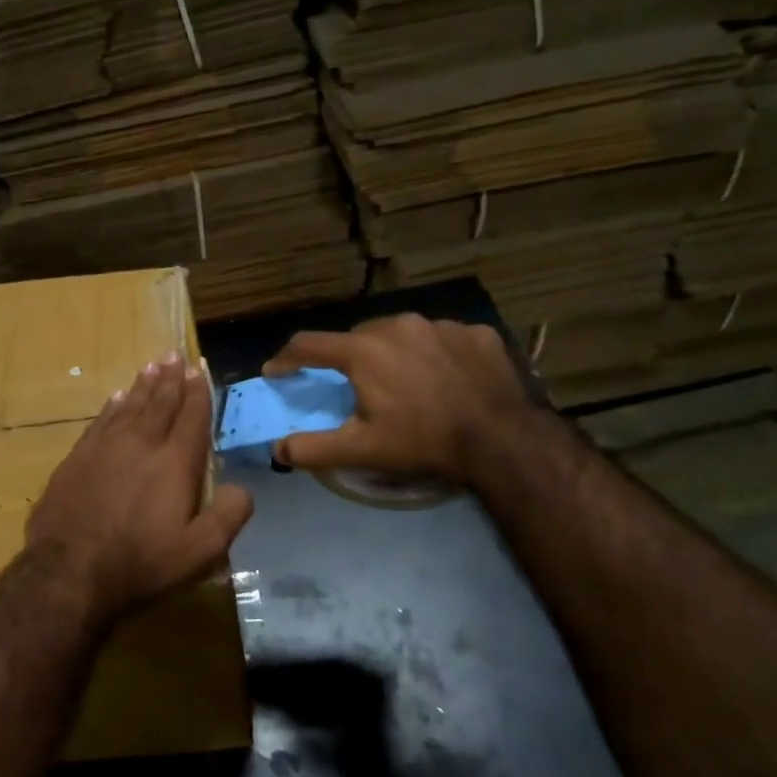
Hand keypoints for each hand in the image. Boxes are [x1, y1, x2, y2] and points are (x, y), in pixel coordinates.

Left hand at [26, 354, 253, 621]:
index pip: (192, 417)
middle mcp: (141, 444)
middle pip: (160, 402)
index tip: (199, 369)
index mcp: (174, 462)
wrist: (68, 571)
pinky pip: (100, 420)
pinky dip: (113, 406)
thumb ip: (229, 516)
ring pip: (129, 406)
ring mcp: (105, 448)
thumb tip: (243, 488)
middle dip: (171, 378)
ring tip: (152, 365)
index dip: (198, 392)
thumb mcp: (200, 551)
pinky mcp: (77, 458)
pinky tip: (117, 397)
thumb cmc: (140, 562)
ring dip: (143, 384)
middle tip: (174, 354)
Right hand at [263, 315, 532, 483]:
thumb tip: (278, 449)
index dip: (287, 359)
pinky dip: (435, 356)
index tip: (276, 372)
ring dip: (394, 354)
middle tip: (354, 387)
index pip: (309, 345)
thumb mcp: (361, 451)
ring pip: (402, 334)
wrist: (501, 439)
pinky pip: (443, 339)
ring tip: (405, 384)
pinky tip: (446, 380)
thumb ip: (312, 448)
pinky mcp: (476, 333)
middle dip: (348, 359)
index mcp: (364, 351)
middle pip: (358, 337)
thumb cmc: (422, 441)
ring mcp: (441, 325)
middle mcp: (398, 326)